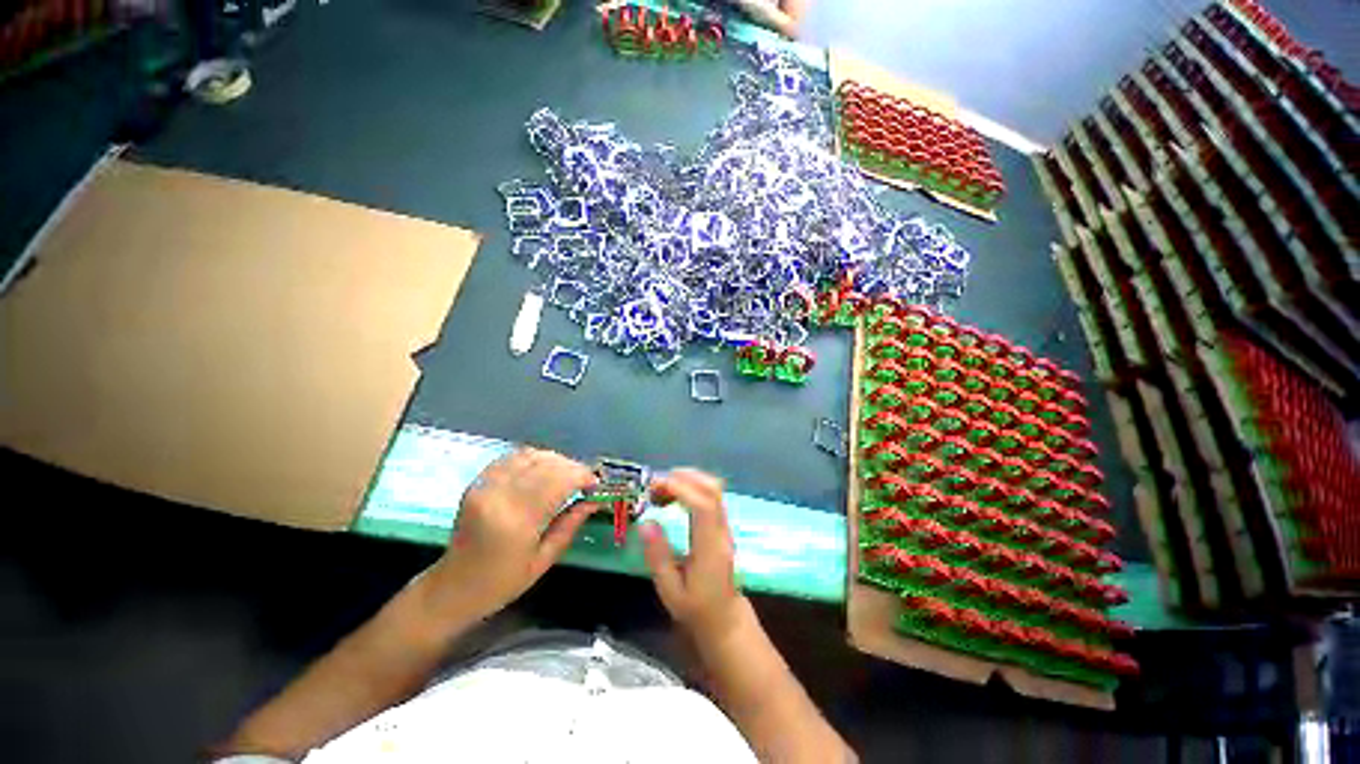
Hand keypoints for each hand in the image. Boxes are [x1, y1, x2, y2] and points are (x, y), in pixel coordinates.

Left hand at [426, 448, 598, 622]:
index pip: (559, 481)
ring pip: (530, 455)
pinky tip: (542, 470)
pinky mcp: (478, 482)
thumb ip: (570, 524)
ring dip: (555, 460)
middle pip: (547, 464)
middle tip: (585, 480)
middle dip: (572, 467)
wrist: (452, 587)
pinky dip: (533, 458)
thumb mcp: (544, 560)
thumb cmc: (501, 582)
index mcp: (517, 520)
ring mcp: (486, 485)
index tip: (595, 484)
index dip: (582, 476)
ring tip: (566, 475)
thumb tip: (594, 500)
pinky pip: (512, 457)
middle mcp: (500, 496)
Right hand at [640, 469, 748, 645]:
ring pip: (714, 489)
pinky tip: (674, 496)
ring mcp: (724, 526)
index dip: (682, 489)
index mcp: (710, 548)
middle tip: (656, 483)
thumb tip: (646, 523)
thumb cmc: (696, 609)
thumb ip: (658, 557)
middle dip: (685, 477)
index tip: (657, 486)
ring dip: (688, 480)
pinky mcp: (721, 525)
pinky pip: (710, 496)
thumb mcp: (670, 591)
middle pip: (713, 489)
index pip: (704, 506)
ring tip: (661, 489)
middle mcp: (721, 531)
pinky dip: (692, 487)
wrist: (725, 619)